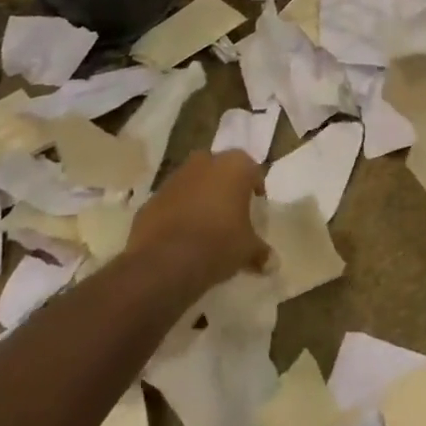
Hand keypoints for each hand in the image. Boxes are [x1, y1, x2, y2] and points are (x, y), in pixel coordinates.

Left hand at [127, 149, 268, 286]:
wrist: (165, 261)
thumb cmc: (219, 244)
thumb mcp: (247, 250)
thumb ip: (261, 252)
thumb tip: (273, 263)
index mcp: (235, 166)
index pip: (252, 170)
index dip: (255, 187)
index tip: (256, 205)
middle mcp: (205, 162)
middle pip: (220, 170)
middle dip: (225, 187)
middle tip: (231, 211)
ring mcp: (175, 177)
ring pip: (194, 182)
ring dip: (200, 197)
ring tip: (205, 226)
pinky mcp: (152, 197)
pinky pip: (172, 201)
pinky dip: (178, 212)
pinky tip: (181, 236)